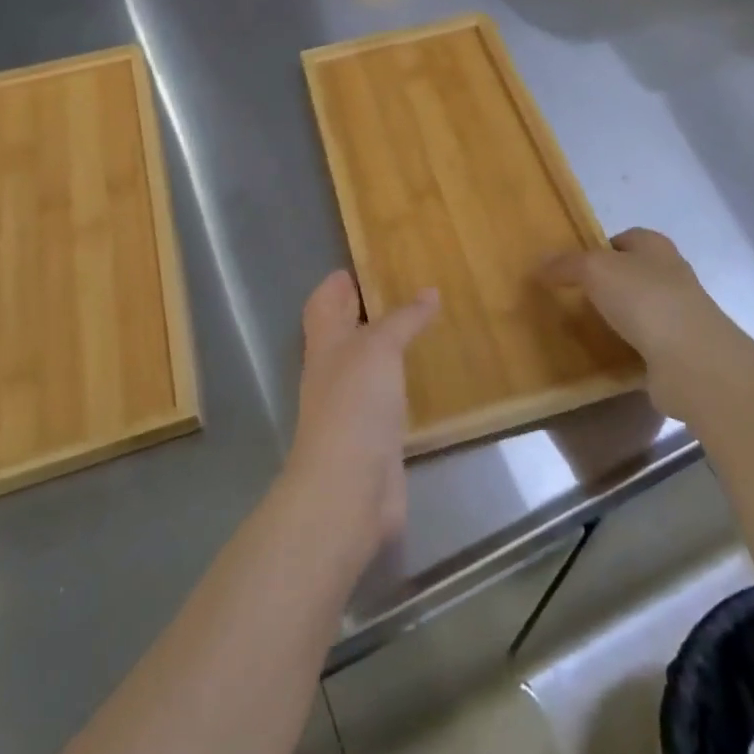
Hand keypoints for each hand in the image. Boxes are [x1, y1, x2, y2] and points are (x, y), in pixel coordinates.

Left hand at [283, 271, 436, 566]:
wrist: (348, 489)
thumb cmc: (354, 403)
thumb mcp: (379, 347)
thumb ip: (403, 319)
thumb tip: (429, 291)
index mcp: (325, 342)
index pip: (324, 302)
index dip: (337, 283)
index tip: (362, 264)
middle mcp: (333, 369)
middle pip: (344, 330)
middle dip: (365, 309)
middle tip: (402, 287)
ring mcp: (351, 405)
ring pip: (368, 363)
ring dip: (387, 345)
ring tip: (421, 325)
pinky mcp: (373, 435)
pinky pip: (387, 396)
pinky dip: (401, 381)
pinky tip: (424, 375)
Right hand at [543, 229, 730, 420]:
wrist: (691, 359)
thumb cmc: (643, 298)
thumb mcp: (595, 270)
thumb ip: (567, 264)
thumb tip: (541, 263)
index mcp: (656, 247)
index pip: (626, 238)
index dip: (600, 248)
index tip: (574, 266)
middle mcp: (672, 275)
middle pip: (633, 273)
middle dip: (608, 284)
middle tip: (574, 297)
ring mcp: (679, 315)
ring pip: (640, 309)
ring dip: (618, 317)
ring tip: (585, 328)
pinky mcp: (680, 351)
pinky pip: (646, 343)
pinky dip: (628, 348)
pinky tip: (606, 355)